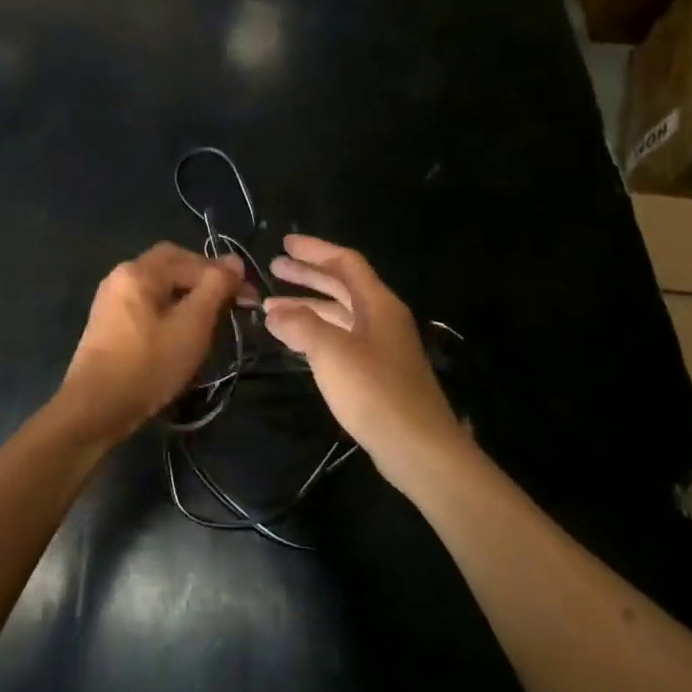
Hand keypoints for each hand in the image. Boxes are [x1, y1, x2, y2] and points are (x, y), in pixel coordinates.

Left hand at [58, 244, 246, 443]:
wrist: (95, 408)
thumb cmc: (148, 364)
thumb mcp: (192, 325)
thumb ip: (215, 288)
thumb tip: (234, 260)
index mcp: (139, 271)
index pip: (190, 258)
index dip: (223, 275)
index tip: (249, 299)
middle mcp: (121, 276)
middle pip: (171, 266)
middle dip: (204, 281)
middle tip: (230, 304)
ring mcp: (111, 299)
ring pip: (159, 286)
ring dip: (188, 296)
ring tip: (211, 320)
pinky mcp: (109, 323)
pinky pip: (146, 304)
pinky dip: (169, 310)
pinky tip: (181, 332)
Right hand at [261, 235, 465, 491]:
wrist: (419, 448)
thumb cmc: (375, 391)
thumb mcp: (331, 352)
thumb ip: (300, 325)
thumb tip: (274, 312)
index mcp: (378, 303)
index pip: (345, 262)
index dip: (314, 249)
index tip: (284, 244)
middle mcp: (382, 318)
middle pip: (342, 285)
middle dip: (308, 274)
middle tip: (274, 268)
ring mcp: (382, 346)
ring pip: (340, 313)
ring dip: (307, 306)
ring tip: (271, 309)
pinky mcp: (377, 372)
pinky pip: (341, 337)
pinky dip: (316, 331)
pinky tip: (295, 340)